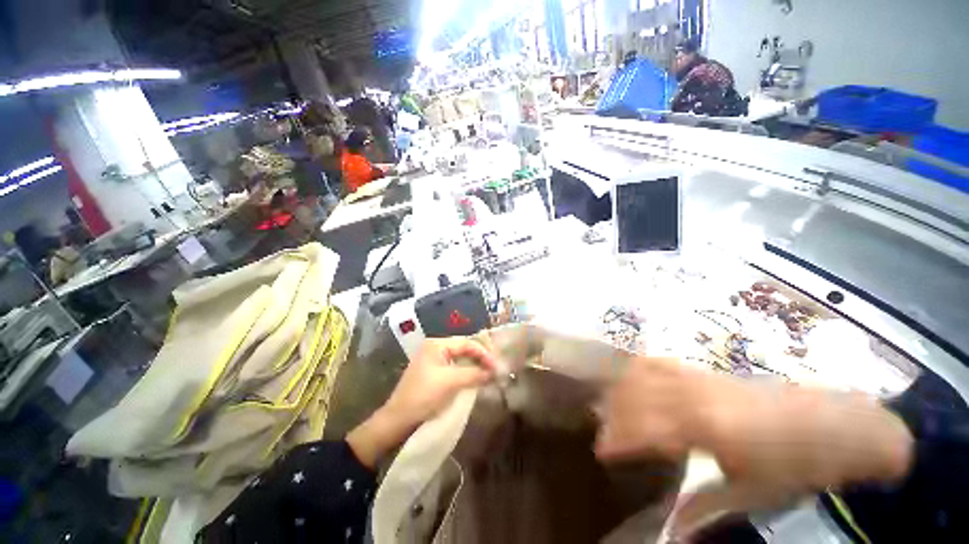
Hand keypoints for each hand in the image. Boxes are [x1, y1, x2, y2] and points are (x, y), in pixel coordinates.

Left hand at [347, 337, 498, 466]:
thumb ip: (473, 374)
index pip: (466, 343)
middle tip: (494, 369)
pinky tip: (473, 379)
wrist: (397, 420)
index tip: (496, 366)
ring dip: (473, 366)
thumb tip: (493, 372)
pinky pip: (453, 368)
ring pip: (459, 359)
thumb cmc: (423, 396)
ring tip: (487, 373)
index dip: (483, 353)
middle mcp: (434, 348)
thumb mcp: (450, 383)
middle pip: (463, 348)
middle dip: (479, 358)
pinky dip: (465, 372)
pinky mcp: (432, 373)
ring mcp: (432, 360)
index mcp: (436, 344)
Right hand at [595, 356, 913, 538]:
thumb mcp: (749, 494)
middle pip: (636, 395)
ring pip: (643, 374)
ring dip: (622, 389)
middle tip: (601, 431)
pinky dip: (639, 371)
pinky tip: (632, 379)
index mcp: (705, 427)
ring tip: (610, 405)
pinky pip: (661, 364)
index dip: (618, 439)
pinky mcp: (706, 370)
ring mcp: (699, 377)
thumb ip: (702, 504)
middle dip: (613, 412)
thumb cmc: (794, 468)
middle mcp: (694, 394)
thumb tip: (670, 530)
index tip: (600, 452)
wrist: (834, 427)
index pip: (644, 427)